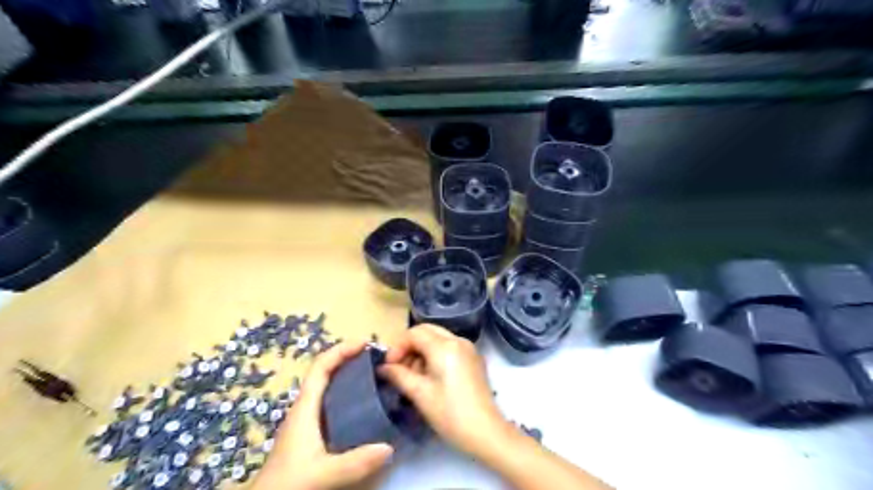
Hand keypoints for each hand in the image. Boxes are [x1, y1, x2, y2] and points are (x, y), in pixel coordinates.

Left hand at [254, 341, 393, 489]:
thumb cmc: (288, 483)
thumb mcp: (323, 474)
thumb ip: (354, 462)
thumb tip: (389, 447)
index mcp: (305, 407)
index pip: (320, 367)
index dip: (341, 350)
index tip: (364, 343)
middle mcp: (305, 407)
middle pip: (325, 372)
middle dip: (348, 358)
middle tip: (375, 358)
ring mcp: (306, 419)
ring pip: (327, 386)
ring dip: (347, 374)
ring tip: (373, 375)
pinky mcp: (310, 432)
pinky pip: (330, 401)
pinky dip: (346, 393)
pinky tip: (362, 404)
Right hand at [378, 325, 511, 454]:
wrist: (485, 431)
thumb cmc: (449, 413)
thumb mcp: (420, 394)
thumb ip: (399, 375)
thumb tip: (383, 367)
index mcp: (444, 346)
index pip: (414, 333)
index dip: (397, 347)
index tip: (389, 366)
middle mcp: (458, 340)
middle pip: (427, 331)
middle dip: (409, 346)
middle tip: (398, 368)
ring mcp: (468, 348)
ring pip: (438, 338)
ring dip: (421, 351)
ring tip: (413, 376)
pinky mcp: (473, 358)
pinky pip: (449, 347)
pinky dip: (435, 355)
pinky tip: (430, 377)